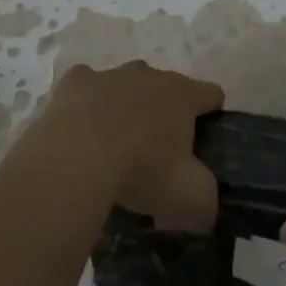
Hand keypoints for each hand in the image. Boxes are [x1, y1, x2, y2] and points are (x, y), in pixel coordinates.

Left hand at [33, 61, 223, 231]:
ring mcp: (109, 75)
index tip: (203, 144)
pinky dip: (86, 105)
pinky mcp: (74, 82)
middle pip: (166, 88)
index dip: (212, 116)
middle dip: (165, 114)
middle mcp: (149, 75)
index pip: (212, 94)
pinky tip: (80, 131)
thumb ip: (207, 202)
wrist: (75, 159)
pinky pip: (86, 88)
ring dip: (125, 108)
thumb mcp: (191, 198)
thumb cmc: (141, 171)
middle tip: (156, 155)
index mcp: (183, 94)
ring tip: (113, 147)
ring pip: (125, 86)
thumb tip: (204, 211)